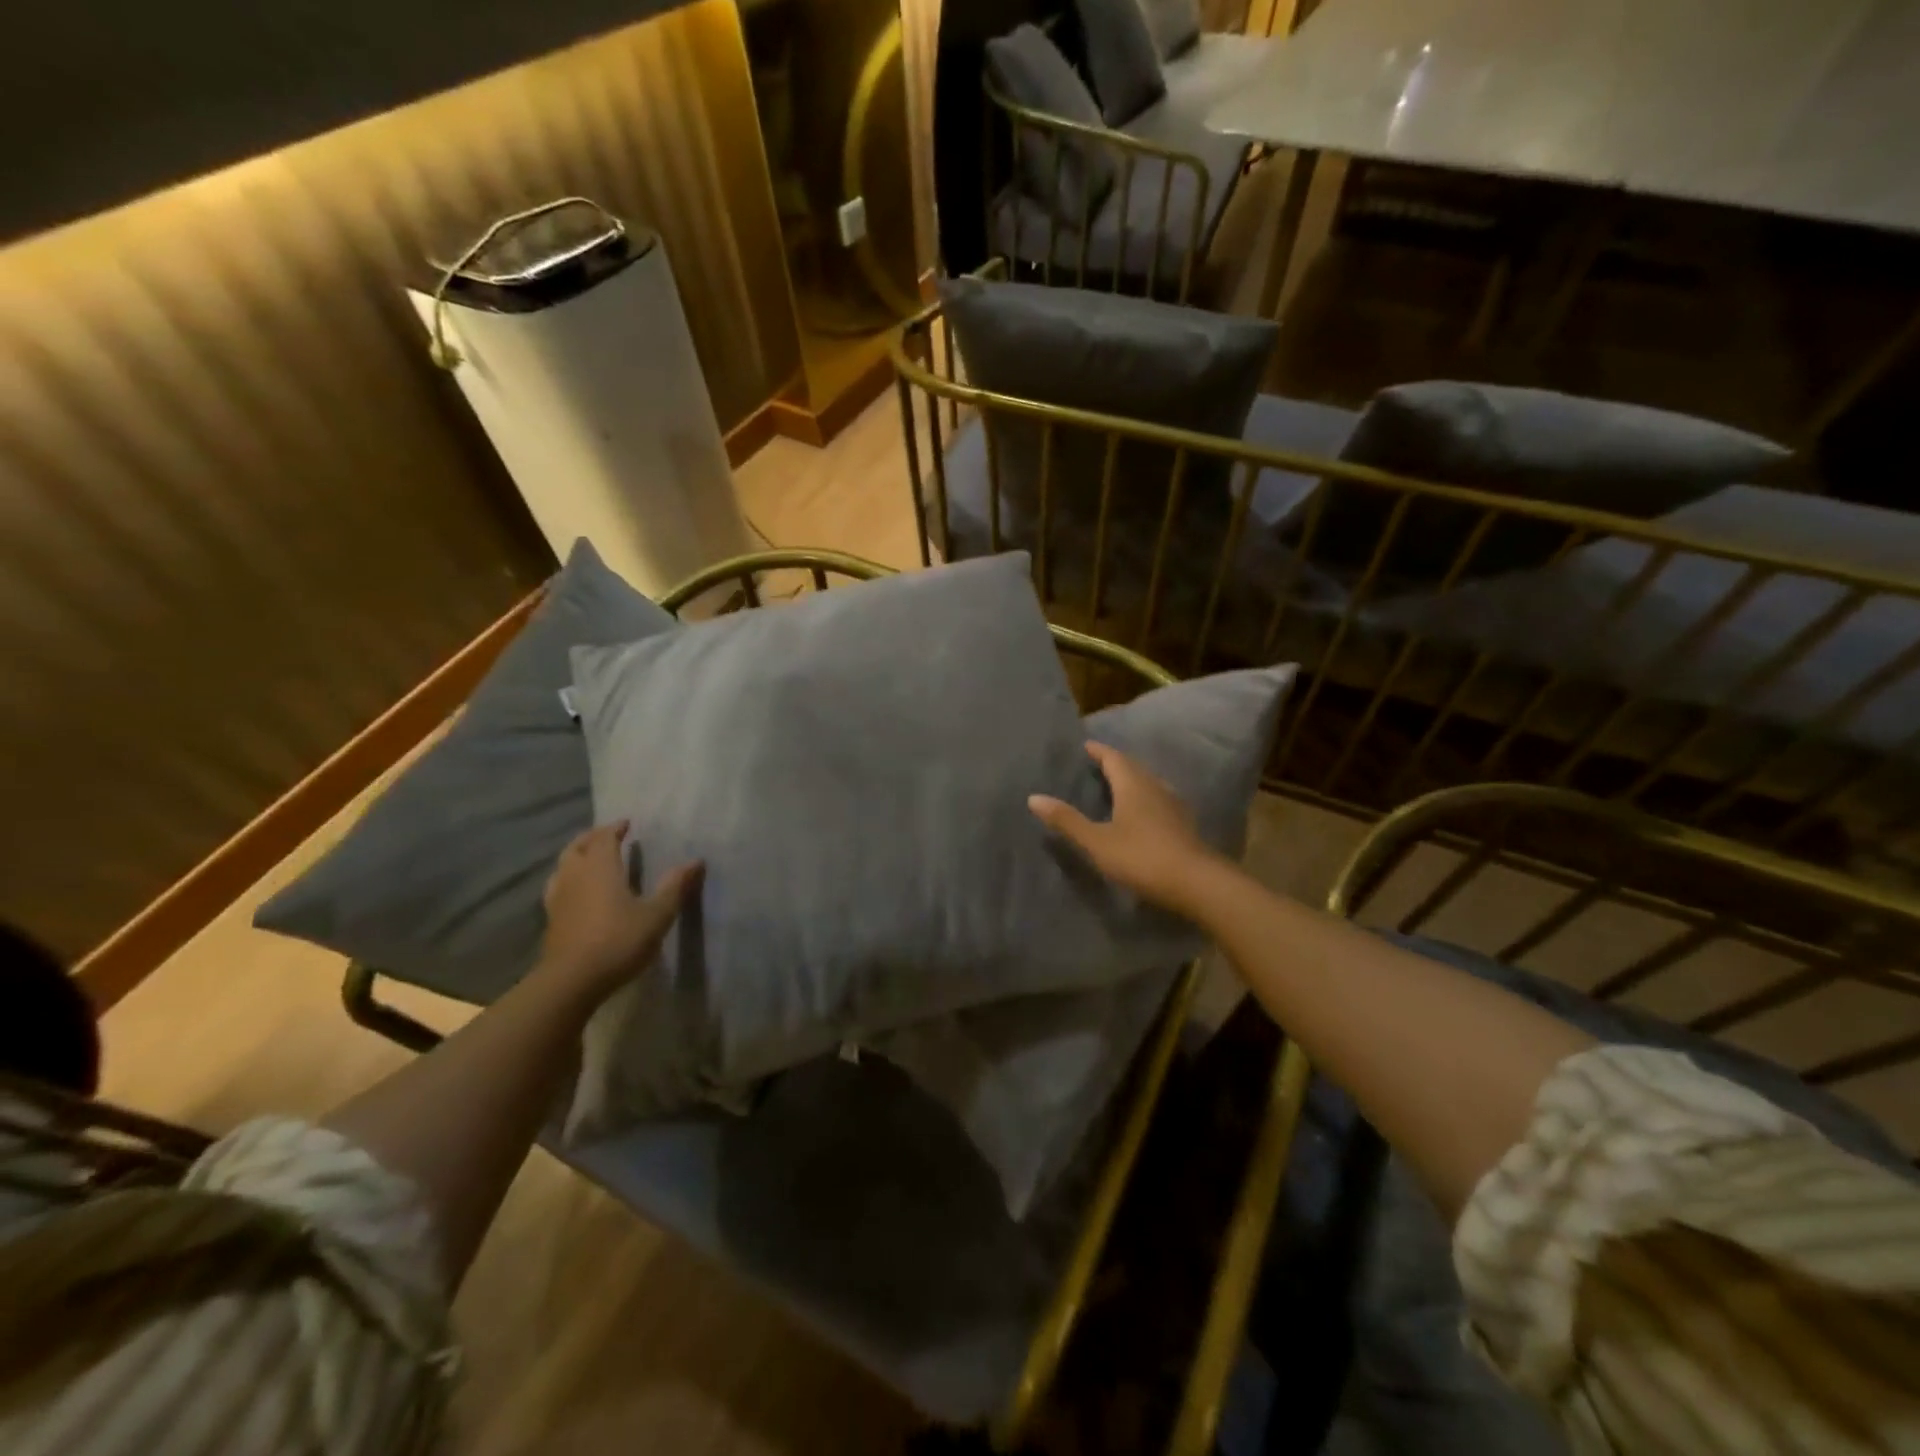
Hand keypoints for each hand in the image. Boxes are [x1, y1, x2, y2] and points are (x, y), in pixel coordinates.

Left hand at [537, 822, 700, 1003]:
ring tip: (590, 859)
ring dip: (576, 856)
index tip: (627, 824)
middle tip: (608, 836)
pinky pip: (557, 886)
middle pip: (578, 847)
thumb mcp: (657, 914)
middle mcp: (575, 875)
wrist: (572, 981)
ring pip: (563, 866)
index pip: (604, 837)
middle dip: (592, 838)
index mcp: (601, 868)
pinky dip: (568, 879)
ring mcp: (558, 897)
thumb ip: (675, 886)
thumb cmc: (619, 941)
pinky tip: (576, 891)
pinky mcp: (551, 919)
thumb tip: (697, 860)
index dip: (615, 828)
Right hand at [1029, 743, 1221, 915]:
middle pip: (1133, 767)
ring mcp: (1173, 805)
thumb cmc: (1141, 857)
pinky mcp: (1183, 824)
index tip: (1086, 746)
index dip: (1099, 751)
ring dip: (1132, 780)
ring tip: (1117, 785)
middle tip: (1097, 763)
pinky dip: (1145, 798)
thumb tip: (1034, 797)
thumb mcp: (1097, 842)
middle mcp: (1154, 787)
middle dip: (1115, 763)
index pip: (1113, 758)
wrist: (1196, 882)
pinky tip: (1142, 812)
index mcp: (1132, 785)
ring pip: (1148, 783)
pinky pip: (1159, 799)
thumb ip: (1067, 820)